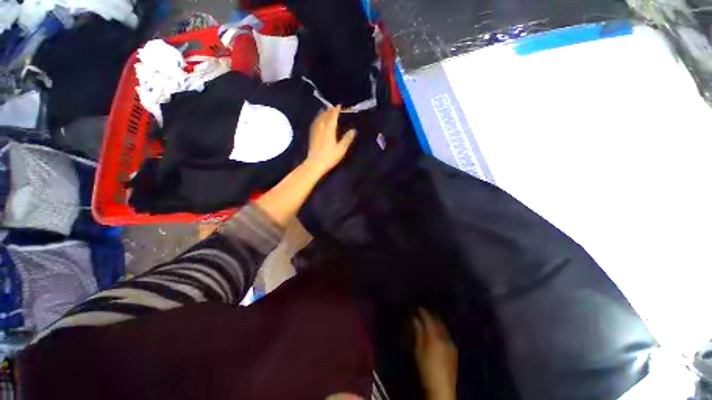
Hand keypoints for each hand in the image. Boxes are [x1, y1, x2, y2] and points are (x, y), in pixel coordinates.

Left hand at [304, 106, 355, 176]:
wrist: (315, 163)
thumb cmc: (329, 157)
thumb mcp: (341, 149)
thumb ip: (347, 139)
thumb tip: (353, 130)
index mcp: (329, 130)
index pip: (333, 117)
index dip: (336, 110)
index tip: (339, 105)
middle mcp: (321, 128)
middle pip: (324, 116)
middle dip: (328, 110)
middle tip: (332, 106)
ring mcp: (315, 132)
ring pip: (318, 119)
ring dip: (322, 113)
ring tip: (324, 110)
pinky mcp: (312, 136)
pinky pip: (314, 124)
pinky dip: (316, 120)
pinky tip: (317, 121)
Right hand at [413, 309, 458, 399]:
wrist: (442, 388)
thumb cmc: (426, 368)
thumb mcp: (418, 350)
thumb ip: (418, 333)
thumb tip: (415, 319)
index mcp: (435, 336)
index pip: (429, 319)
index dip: (423, 312)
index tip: (418, 308)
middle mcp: (445, 337)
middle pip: (438, 322)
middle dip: (431, 316)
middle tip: (423, 313)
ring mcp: (451, 344)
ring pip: (443, 328)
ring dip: (436, 323)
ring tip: (429, 322)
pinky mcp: (454, 351)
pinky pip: (446, 335)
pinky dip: (440, 331)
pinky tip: (437, 334)